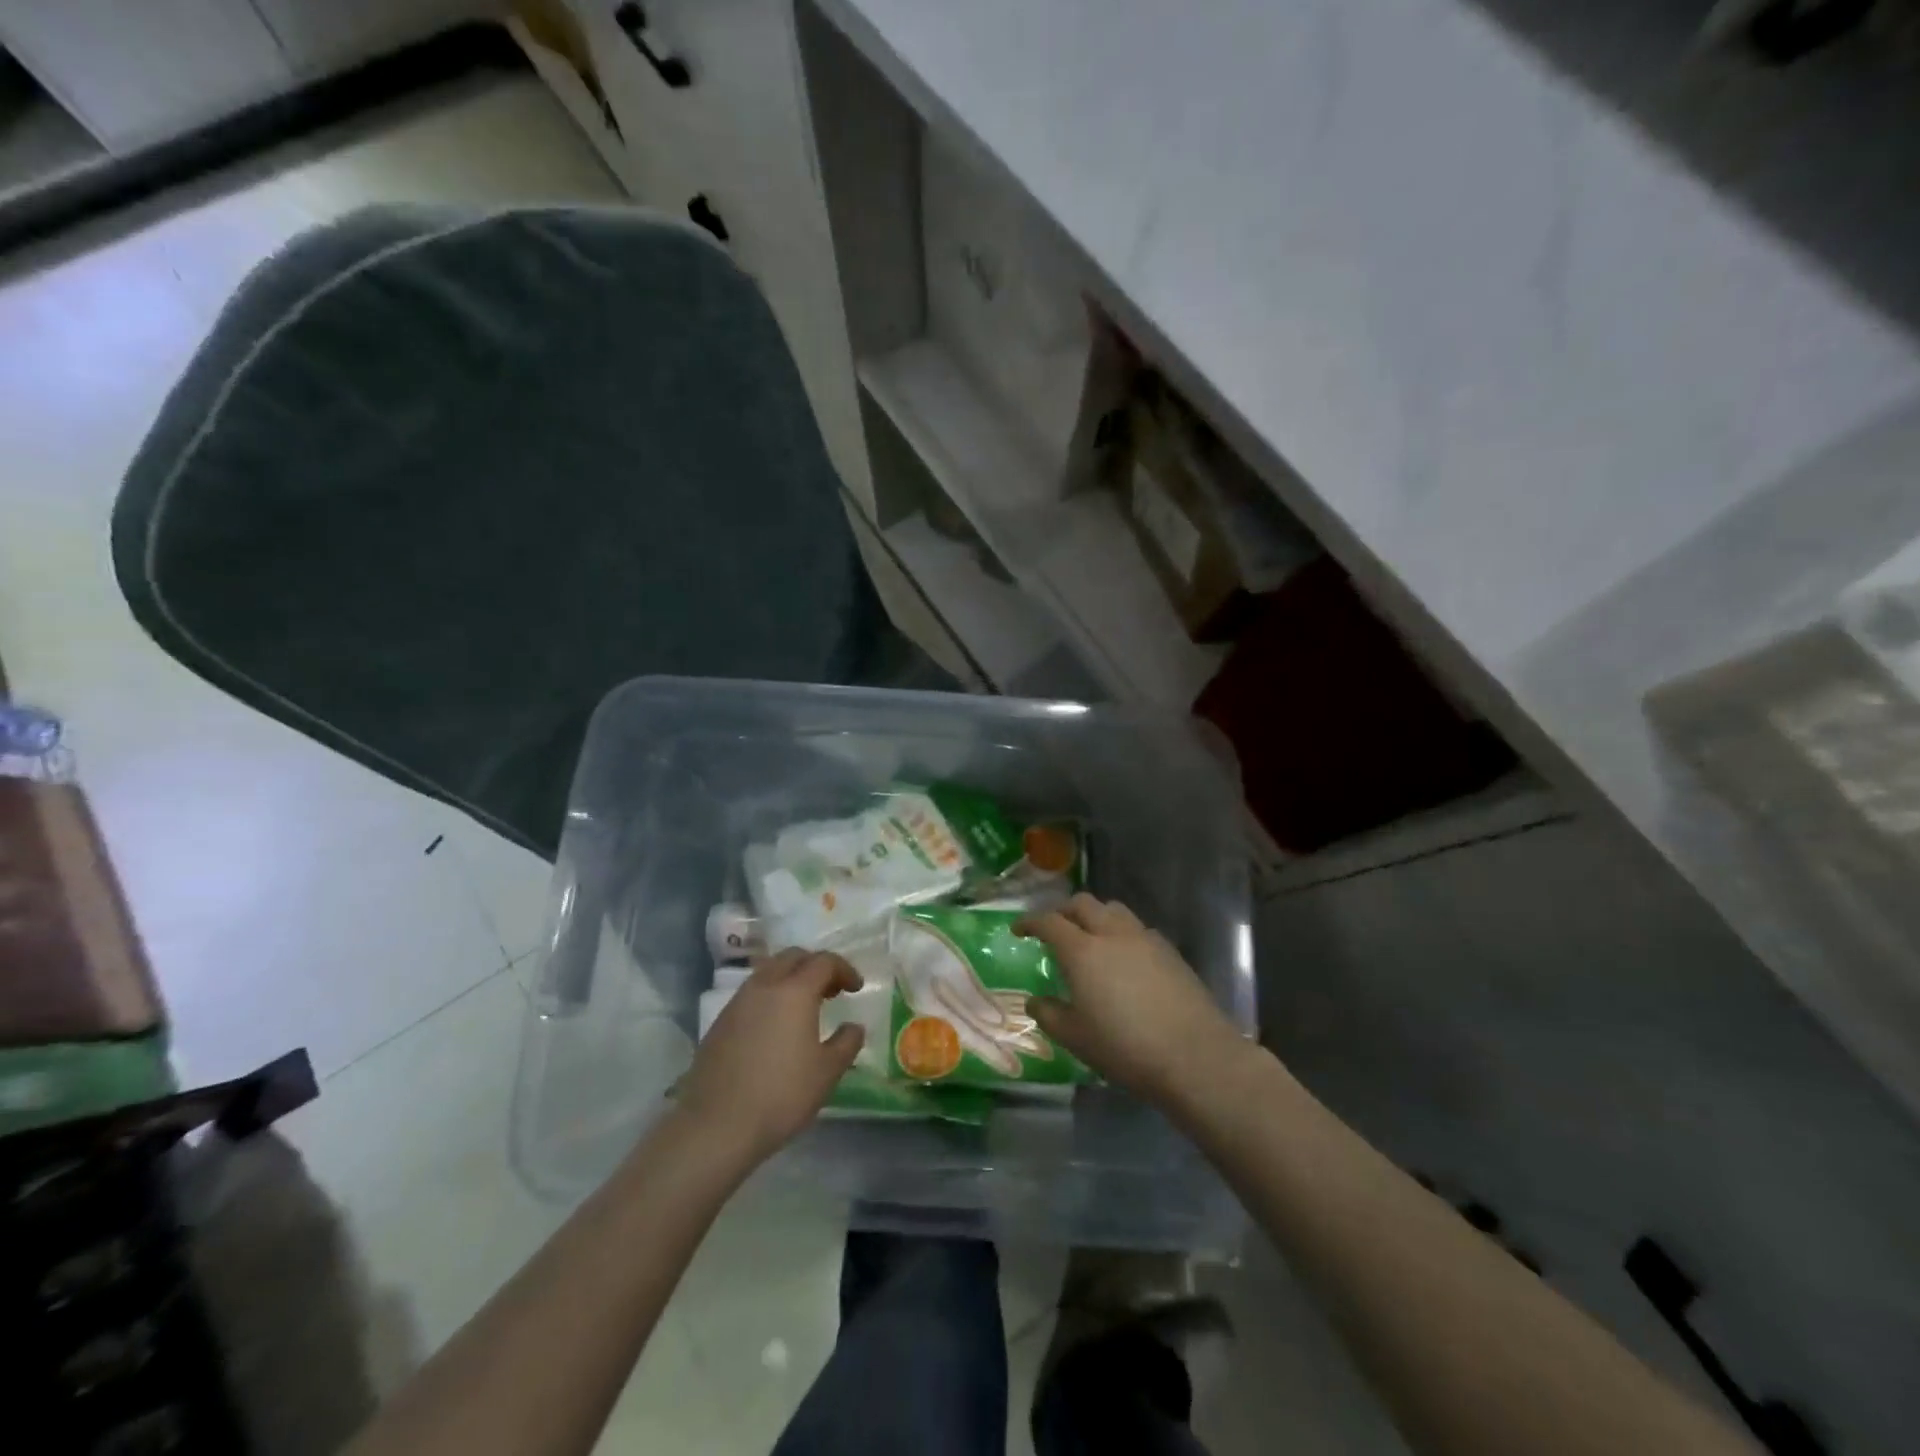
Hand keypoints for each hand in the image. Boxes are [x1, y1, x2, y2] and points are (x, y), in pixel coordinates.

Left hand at [675, 949, 865, 1164]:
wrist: (716, 1126)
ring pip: (769, 972)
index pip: (824, 962)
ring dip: (791, 978)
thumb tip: (853, 1027)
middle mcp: (764, 986)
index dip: (844, 970)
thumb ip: (846, 1043)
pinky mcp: (720, 1022)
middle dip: (816, 966)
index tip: (856, 988)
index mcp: (795, 991)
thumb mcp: (827, 1072)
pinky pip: (752, 993)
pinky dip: (771, 996)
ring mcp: (738, 1002)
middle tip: (831, 991)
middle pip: (793, 957)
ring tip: (804, 1008)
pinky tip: (776, 1027)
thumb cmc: (781, 1095)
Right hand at [1017, 894, 1245, 1104]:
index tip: (1019, 929)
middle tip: (1053, 929)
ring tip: (1090, 937)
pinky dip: (1121, 932)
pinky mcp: (1169, 951)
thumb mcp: (1076, 1038)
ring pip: (1113, 909)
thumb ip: (1049, 1015)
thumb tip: (1035, 1001)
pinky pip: (1137, 928)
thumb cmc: (1125, 1048)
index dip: (1030, 922)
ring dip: (1095, 915)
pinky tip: (1124, 958)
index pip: (1049, 922)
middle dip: (1063, 911)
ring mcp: (1144, 938)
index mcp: (1082, 950)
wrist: (1194, 1056)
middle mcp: (1112, 933)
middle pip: (1082, 903)